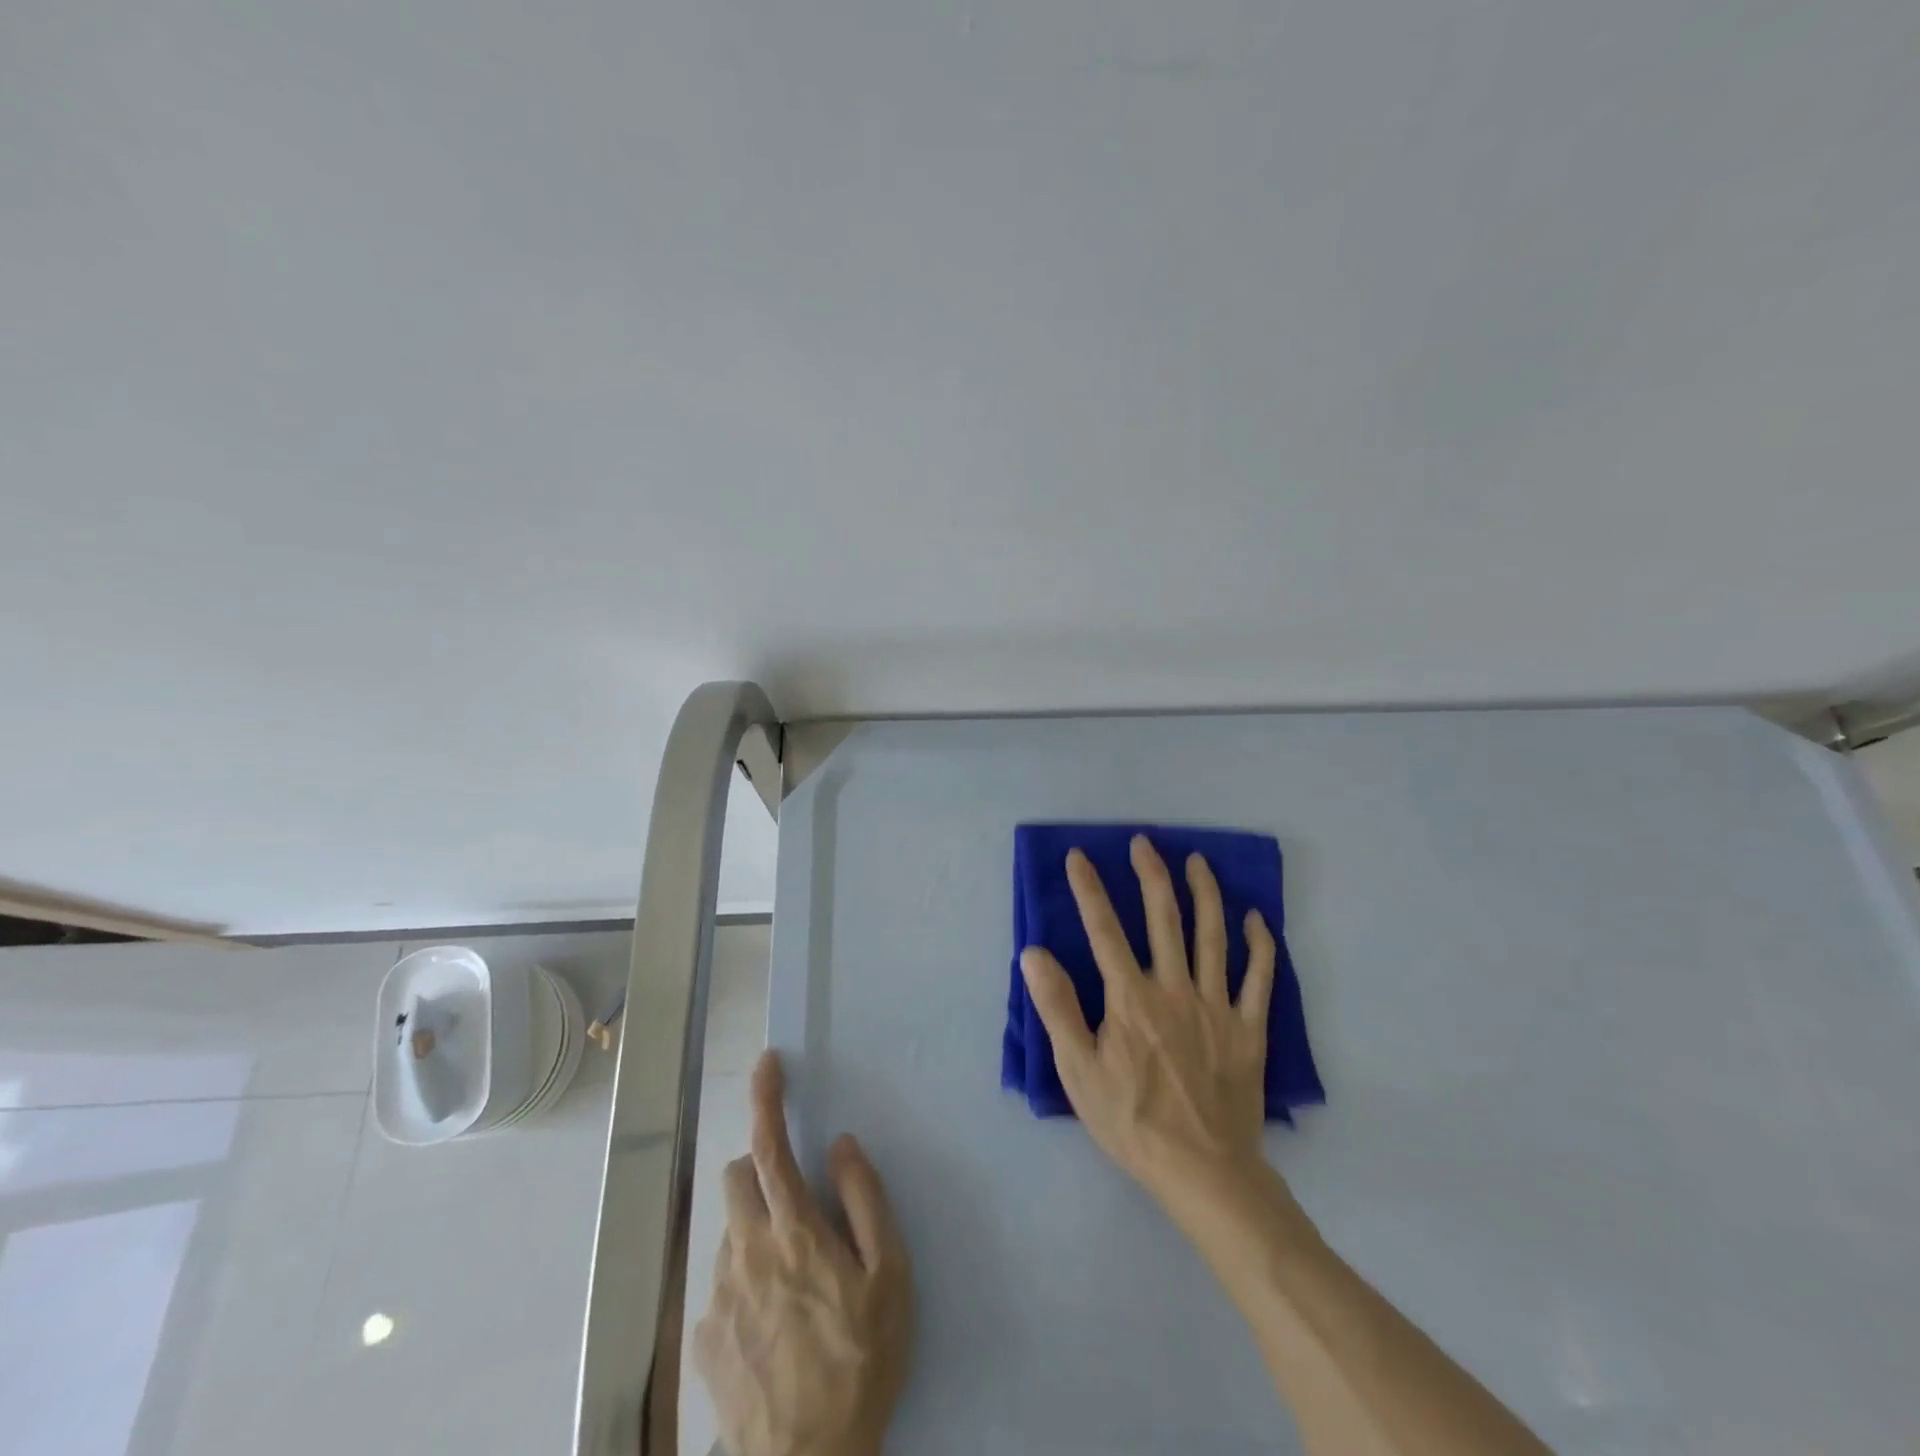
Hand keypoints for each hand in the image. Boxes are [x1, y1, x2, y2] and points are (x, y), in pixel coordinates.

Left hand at [694, 1052, 911, 1455]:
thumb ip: (865, 1199)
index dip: (767, 1098)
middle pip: (735, 1177)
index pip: (770, 1146)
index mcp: (795, 1231)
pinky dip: (744, 1277)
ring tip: (792, 1278)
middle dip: (759, 1169)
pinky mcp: (704, 1336)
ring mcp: (719, 1295)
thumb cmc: (862, 1361)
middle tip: (795, 1203)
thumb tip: (841, 1144)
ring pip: (729, 1229)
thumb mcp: (890, 1276)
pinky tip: (771, 1322)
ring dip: (755, 1227)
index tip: (767, 1063)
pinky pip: (720, 1281)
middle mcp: (747, 1251)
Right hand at [1020, 837, 1277, 1206]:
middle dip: (1151, 875)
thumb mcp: (1078, 1071)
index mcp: (1130, 998)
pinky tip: (1255, 919)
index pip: (1104, 929)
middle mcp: (1174, 989)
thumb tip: (1034, 954)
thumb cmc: (1131, 1121)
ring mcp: (1217, 1006)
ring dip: (1205, 893)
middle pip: (1164, 918)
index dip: (1089, 889)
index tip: (1079, 857)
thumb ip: (1057, 1008)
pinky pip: (1259, 978)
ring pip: (1213, 936)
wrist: (1203, 1172)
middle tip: (1145, 843)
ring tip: (1197, 862)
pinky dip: (1259, 945)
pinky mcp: (1249, 1028)